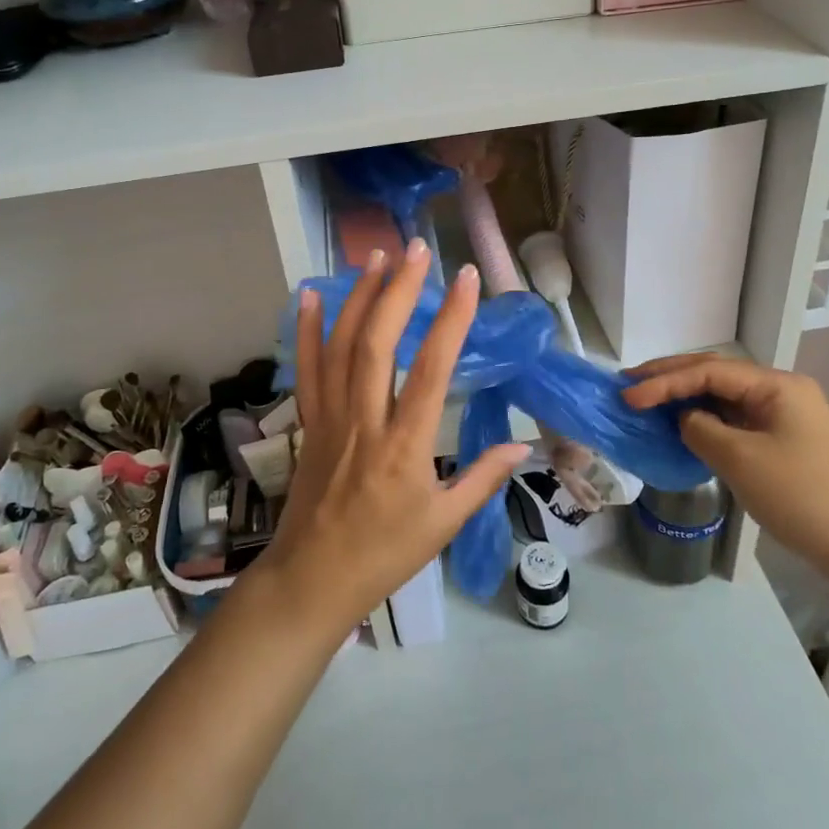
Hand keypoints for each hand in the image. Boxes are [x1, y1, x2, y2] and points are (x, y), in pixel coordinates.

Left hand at [263, 241, 529, 634]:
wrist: (313, 579)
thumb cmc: (385, 554)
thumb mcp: (444, 524)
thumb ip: (483, 479)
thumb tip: (522, 445)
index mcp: (404, 447)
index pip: (431, 370)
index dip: (451, 320)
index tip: (467, 279)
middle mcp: (364, 421)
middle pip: (377, 344)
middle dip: (399, 290)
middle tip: (416, 249)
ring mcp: (331, 418)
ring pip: (341, 347)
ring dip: (359, 297)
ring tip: (376, 255)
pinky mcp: (310, 421)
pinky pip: (306, 368)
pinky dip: (307, 328)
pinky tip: (310, 294)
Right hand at [622, 357, 828, 583]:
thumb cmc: (803, 498)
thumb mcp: (742, 460)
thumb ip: (701, 429)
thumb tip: (684, 419)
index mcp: (776, 385)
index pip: (709, 370)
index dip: (664, 381)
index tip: (629, 396)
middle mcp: (780, 390)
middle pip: (715, 374)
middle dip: (670, 378)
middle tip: (628, 385)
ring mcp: (782, 415)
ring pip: (722, 396)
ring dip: (684, 397)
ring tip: (645, 401)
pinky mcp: (782, 440)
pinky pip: (734, 419)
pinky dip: (703, 420)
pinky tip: (680, 425)